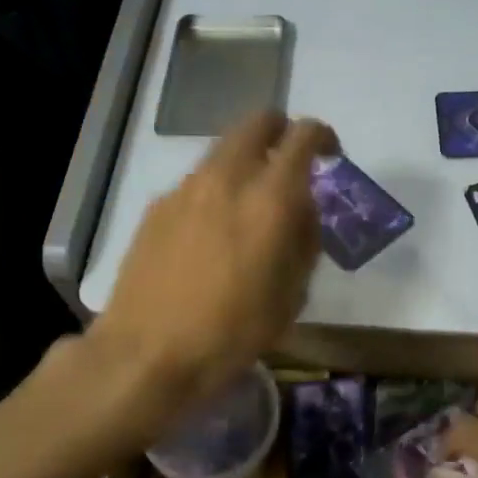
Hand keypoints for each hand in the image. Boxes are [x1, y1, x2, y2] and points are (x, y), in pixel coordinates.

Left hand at [88, 111, 336, 421]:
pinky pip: (196, 182)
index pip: (303, 137)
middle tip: (290, 164)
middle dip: (280, 131)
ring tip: (249, 208)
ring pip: (223, 151)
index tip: (331, 155)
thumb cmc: (231, 334)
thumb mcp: (291, 296)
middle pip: (256, 123)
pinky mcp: (156, 207)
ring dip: (245, 163)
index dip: (323, 137)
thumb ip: (304, 241)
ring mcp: (185, 189)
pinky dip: (215, 191)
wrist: (146, 354)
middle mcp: (226, 179)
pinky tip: (211, 235)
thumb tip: (303, 210)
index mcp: (269, 199)